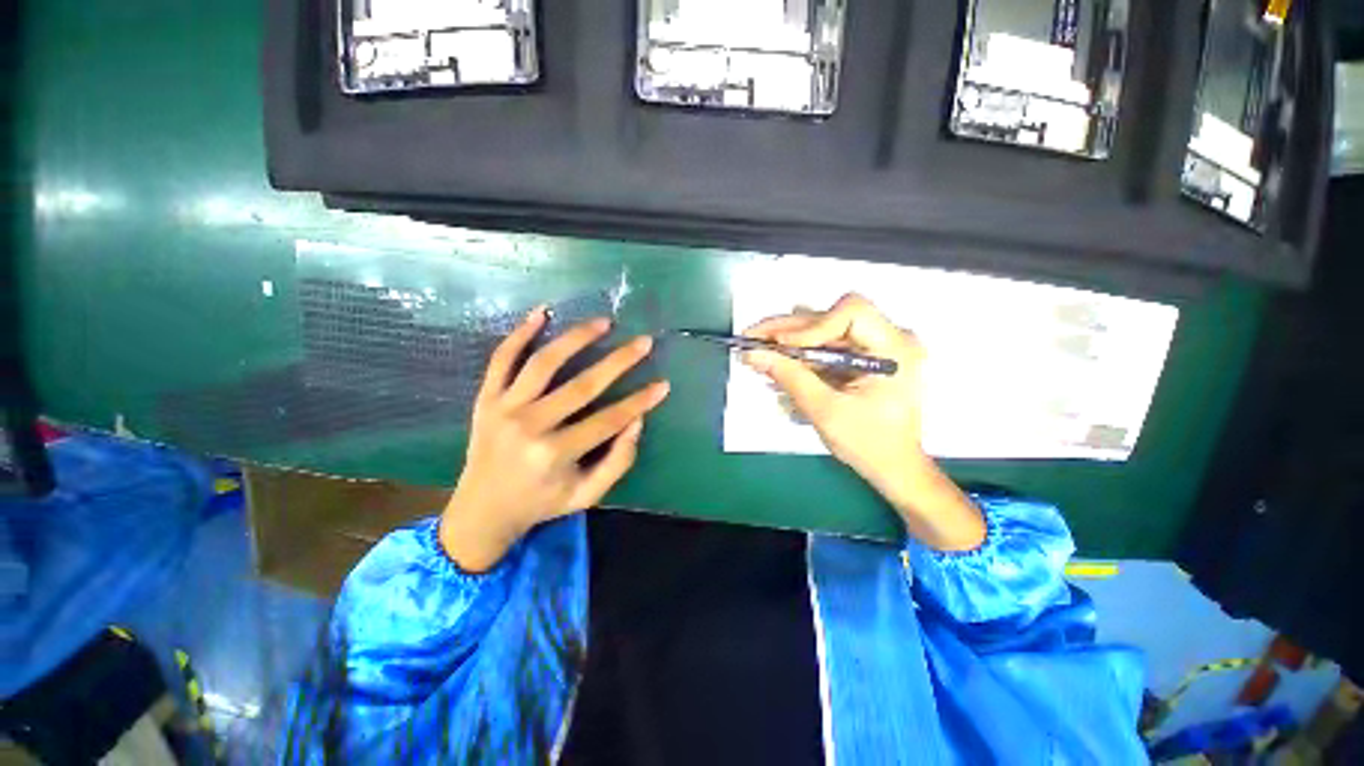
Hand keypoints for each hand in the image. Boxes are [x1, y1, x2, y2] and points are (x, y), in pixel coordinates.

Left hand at [440, 308, 669, 571]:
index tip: (663, 384)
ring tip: (604, 322)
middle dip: (619, 361)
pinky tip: (542, 313)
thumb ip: (617, 462)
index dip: (640, 401)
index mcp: (555, 454)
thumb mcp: (587, 496)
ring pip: (544, 362)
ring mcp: (503, 408)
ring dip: (576, 338)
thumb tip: (637, 422)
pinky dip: (520, 333)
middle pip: (582, 385)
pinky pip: (501, 359)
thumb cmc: (541, 502)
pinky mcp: (485, 398)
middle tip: (644, 342)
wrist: (481, 510)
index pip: (609, 419)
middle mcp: (529, 426)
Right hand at [744, 294, 983, 550]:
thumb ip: (790, 377)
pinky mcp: (862, 357)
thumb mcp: (825, 411)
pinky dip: (800, 354)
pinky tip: (778, 363)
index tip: (780, 344)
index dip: (812, 324)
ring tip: (759, 354)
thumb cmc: (869, 445)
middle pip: (830, 318)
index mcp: (894, 350)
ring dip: (789, 341)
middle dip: (787, 330)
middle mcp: (889, 339)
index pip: (852, 312)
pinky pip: (826, 346)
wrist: (893, 467)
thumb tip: (754, 353)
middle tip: (751, 340)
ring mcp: (876, 347)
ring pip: (823, 330)